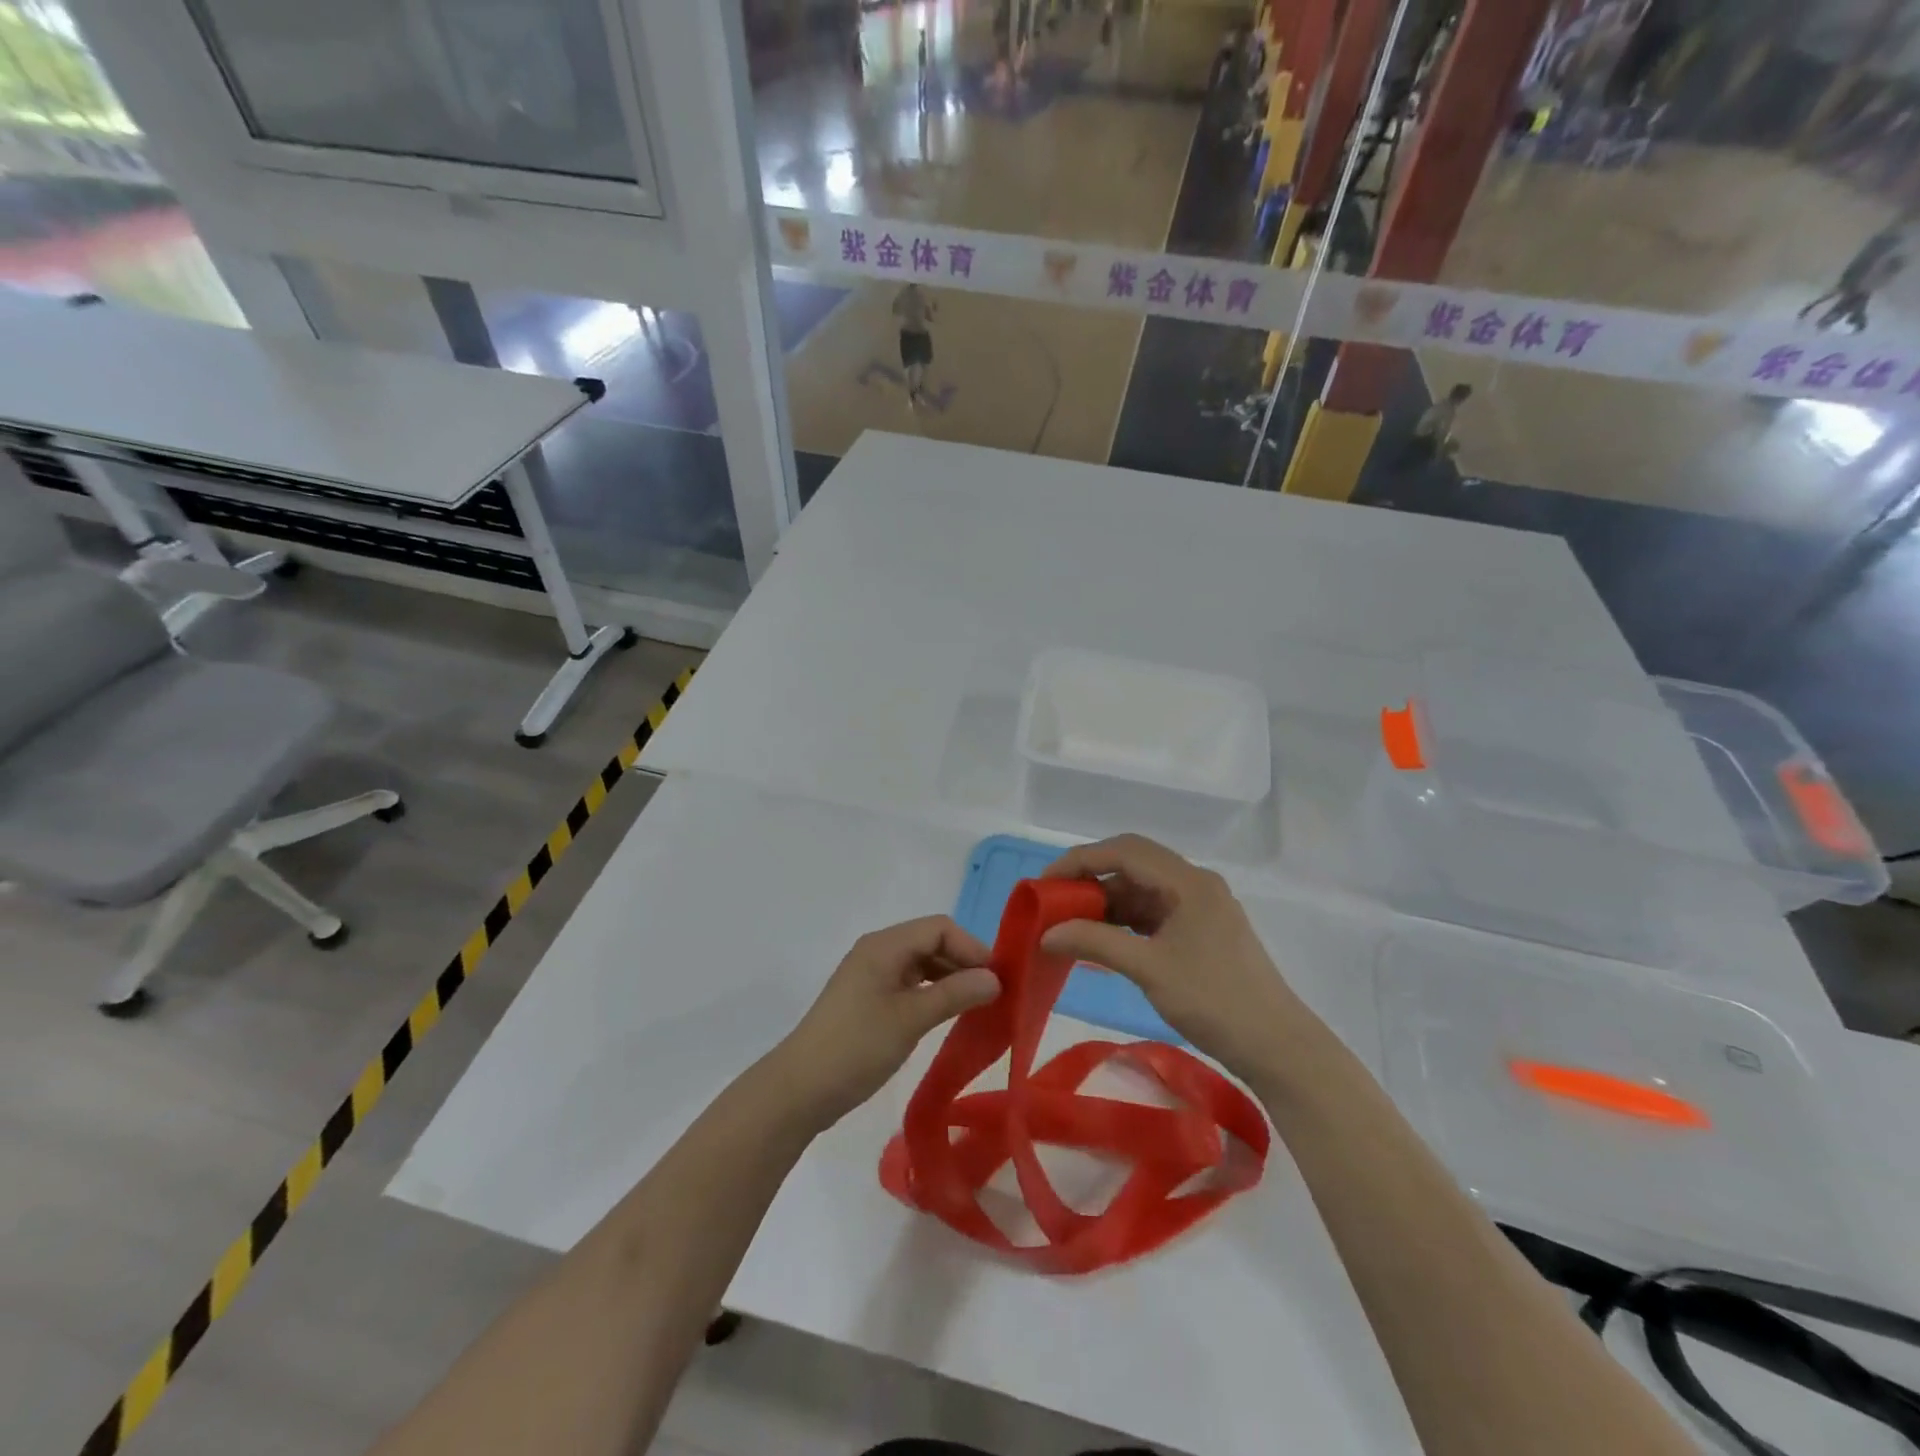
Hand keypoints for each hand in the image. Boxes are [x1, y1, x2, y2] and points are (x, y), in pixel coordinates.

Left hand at [774, 917, 999, 1127]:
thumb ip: (955, 994)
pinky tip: (946, 1013)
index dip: (971, 948)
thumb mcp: (911, 1019)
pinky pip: (909, 983)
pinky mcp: (868, 999)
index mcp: (885, 945)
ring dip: (949, 978)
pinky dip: (932, 992)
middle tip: (993, 994)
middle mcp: (878, 951)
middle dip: (963, 962)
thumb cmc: (857, 1047)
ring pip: (921, 963)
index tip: (997, 979)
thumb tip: (995, 978)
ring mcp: (871, 975)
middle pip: (931, 942)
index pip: (939, 928)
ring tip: (976, 1006)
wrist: (800, 1089)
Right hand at [1039, 834, 1316, 1082]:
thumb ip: (1096, 943)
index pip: (1124, 851)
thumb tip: (1047, 933)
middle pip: (1132, 864)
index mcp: (1188, 881)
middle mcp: (1194, 883)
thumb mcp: (1149, 969)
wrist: (1276, 1046)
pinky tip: (1102, 939)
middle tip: (1054, 902)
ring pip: (1141, 889)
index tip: (1044, 882)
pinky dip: (1124, 921)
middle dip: (1090, 878)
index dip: (1080, 860)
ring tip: (1070, 923)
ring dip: (1106, 902)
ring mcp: (1199, 906)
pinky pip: (1153, 912)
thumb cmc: (1214, 1001)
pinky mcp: (1200, 930)